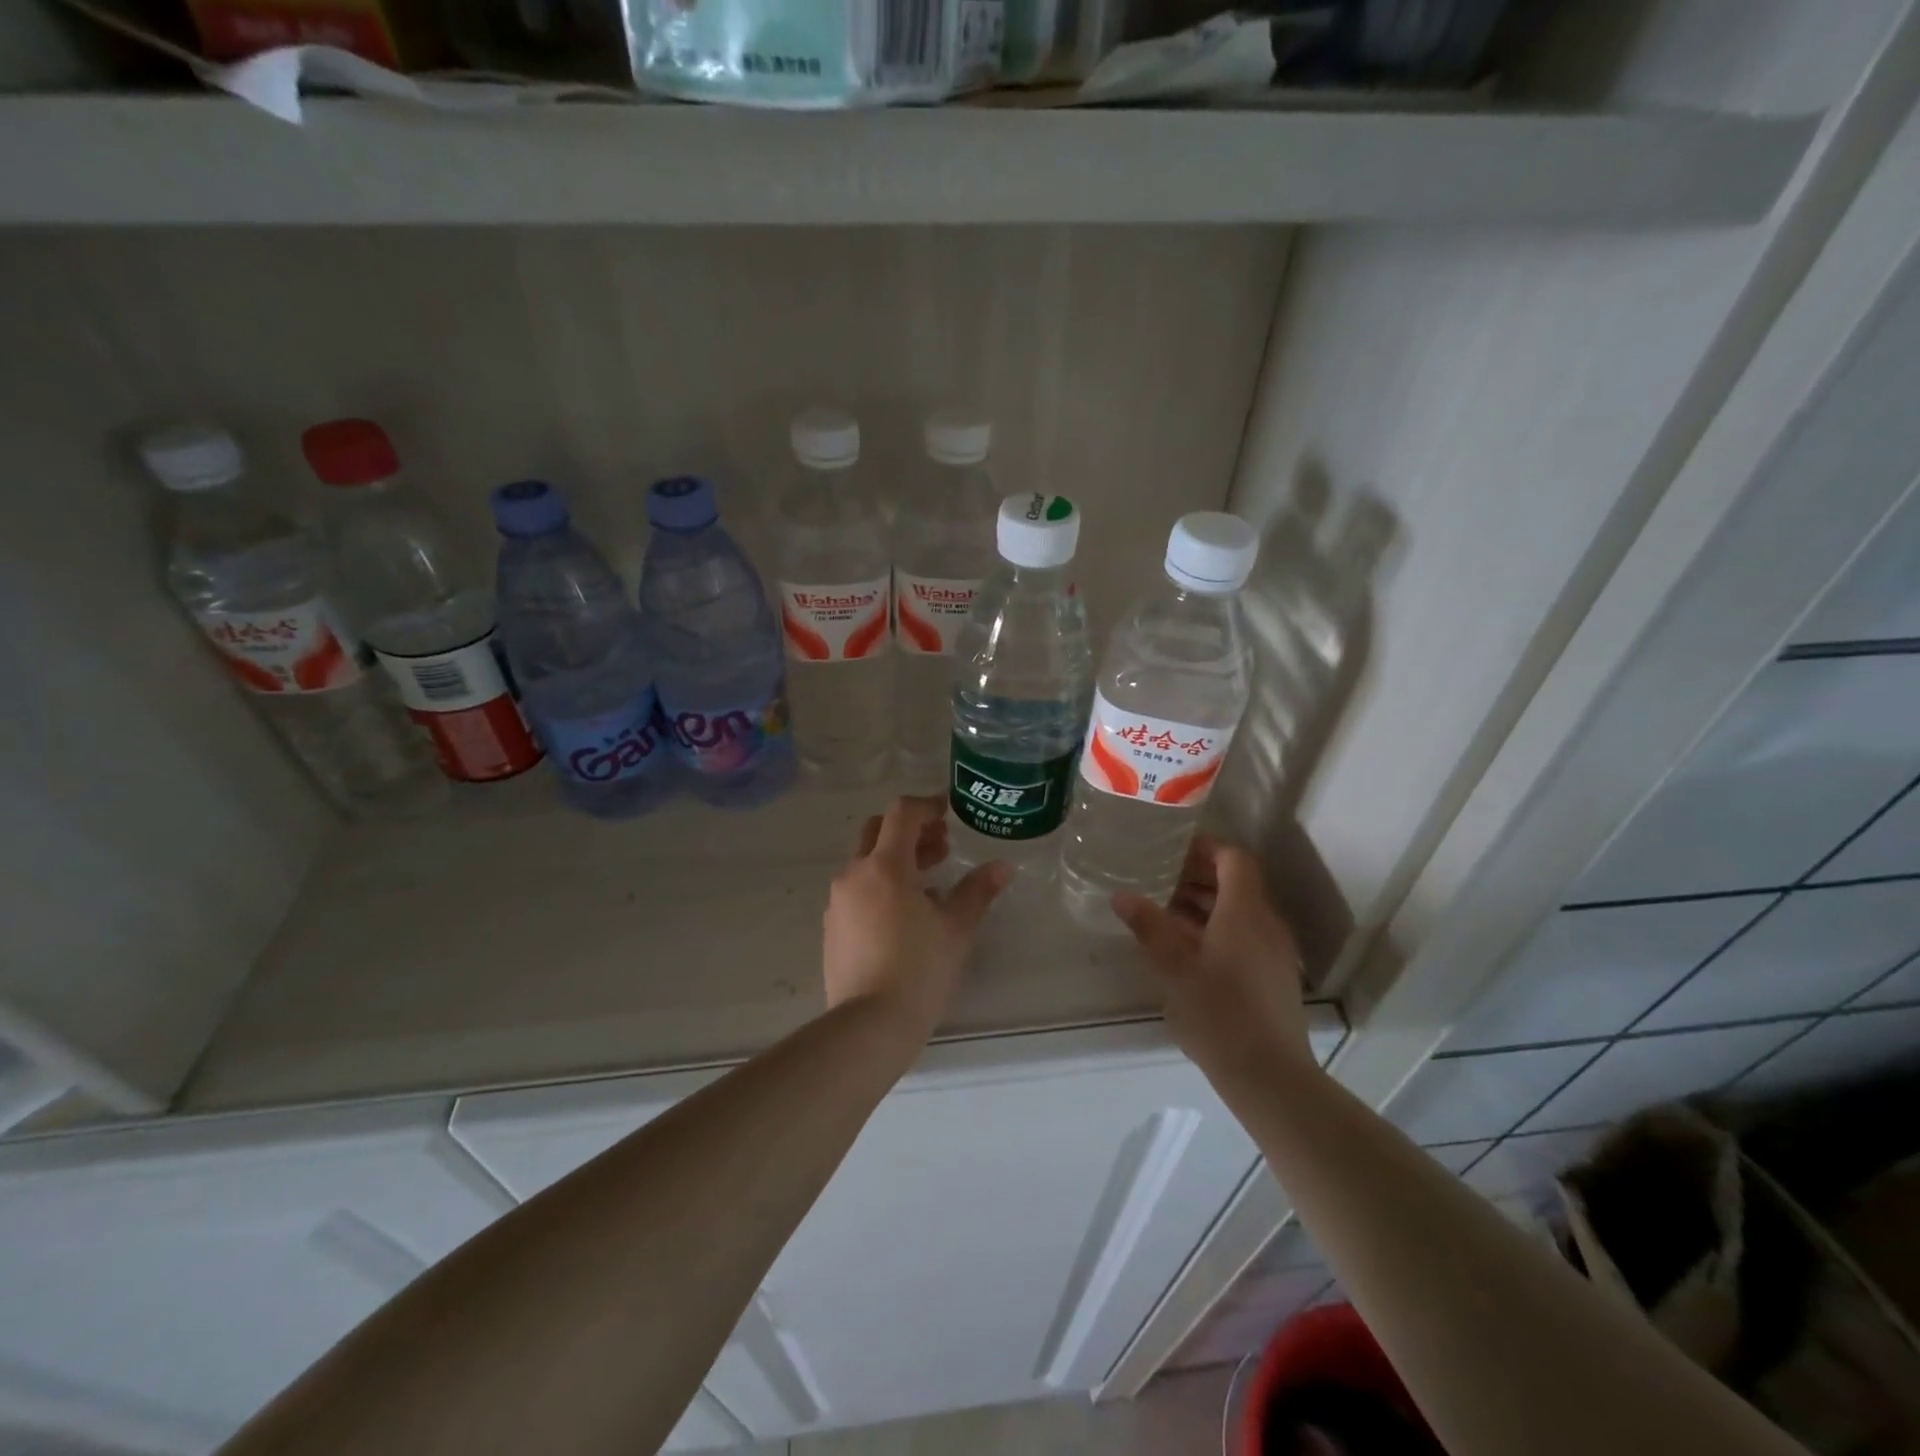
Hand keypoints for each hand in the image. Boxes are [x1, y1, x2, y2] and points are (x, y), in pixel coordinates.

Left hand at [823, 797, 1011, 1049]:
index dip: (926, 805)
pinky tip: (905, 913)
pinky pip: (857, 891)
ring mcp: (838, 902)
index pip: (901, 814)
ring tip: (930, 880)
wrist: (868, 1026)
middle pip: (878, 831)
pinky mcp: (832, 927)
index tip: (948, 811)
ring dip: (896, 859)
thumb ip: (978, 891)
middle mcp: (854, 874)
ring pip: (866, 862)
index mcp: (885, 866)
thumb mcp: (956, 928)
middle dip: (910, 831)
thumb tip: (1002, 867)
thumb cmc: (919, 970)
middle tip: (942, 845)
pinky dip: (881, 885)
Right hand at [1113, 835, 1314, 1093]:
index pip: (1233, 859)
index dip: (1205, 848)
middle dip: (1199, 875)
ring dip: (1205, 903)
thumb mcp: (1173, 966)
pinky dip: (1216, 927)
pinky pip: (1245, 934)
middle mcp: (1266, 923)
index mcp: (1245, 912)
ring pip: (1240, 910)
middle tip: (1159, 877)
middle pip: (1237, 882)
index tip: (1171, 848)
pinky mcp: (1273, 976)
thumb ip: (1148, 925)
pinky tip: (1186, 947)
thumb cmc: (1218, 1012)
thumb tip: (1122, 895)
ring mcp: (1274, 951)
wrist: (1269, 1075)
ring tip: (1165, 909)